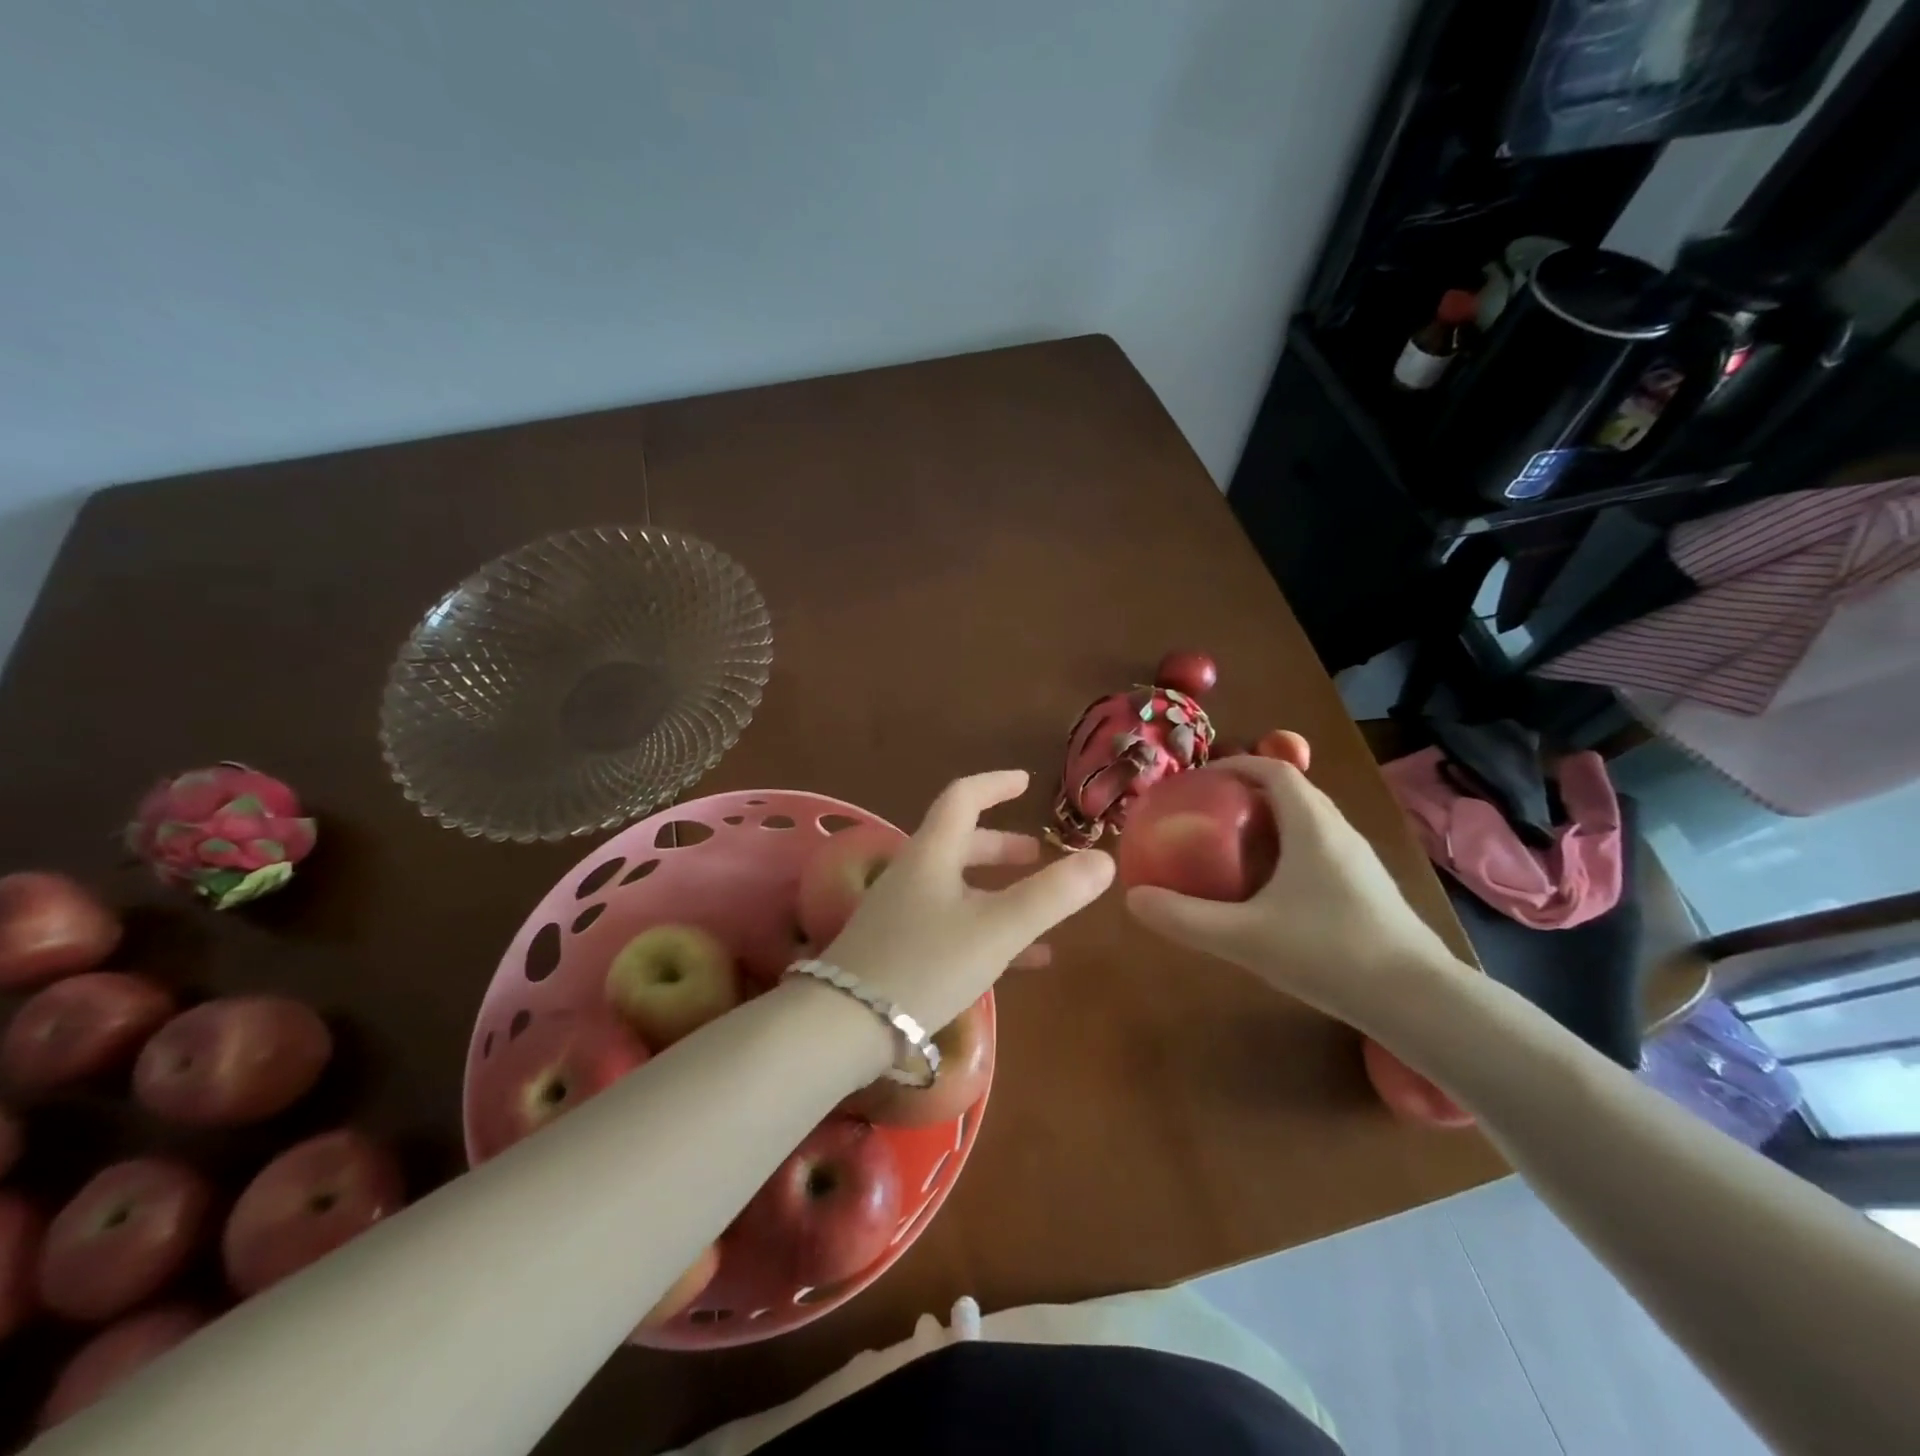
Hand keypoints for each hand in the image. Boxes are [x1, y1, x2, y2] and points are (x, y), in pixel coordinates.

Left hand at [821, 770, 1114, 1032]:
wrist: (845, 1027)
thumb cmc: (925, 964)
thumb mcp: (997, 928)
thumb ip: (1052, 895)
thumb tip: (1103, 859)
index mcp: (932, 853)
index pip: (963, 797)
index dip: (996, 784)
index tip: (1026, 783)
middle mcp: (915, 875)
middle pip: (960, 844)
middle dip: (1002, 846)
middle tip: (1037, 854)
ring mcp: (904, 914)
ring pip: (959, 888)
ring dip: (999, 890)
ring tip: (1041, 905)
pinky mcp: (900, 951)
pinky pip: (953, 928)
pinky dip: (989, 931)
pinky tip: (1024, 960)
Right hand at [1124, 755, 1469, 1034]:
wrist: (1420, 1001)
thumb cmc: (1329, 953)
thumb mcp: (1244, 936)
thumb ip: (1185, 917)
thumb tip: (1134, 899)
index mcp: (1312, 826)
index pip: (1273, 770)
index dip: (1234, 765)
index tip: (1198, 780)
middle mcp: (1339, 832)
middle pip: (1292, 792)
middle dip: (1246, 793)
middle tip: (1206, 813)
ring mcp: (1359, 861)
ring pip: (1309, 822)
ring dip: (1270, 821)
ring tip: (1232, 847)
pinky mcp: (1368, 889)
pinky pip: (1321, 849)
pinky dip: (1289, 849)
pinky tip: (1271, 890)